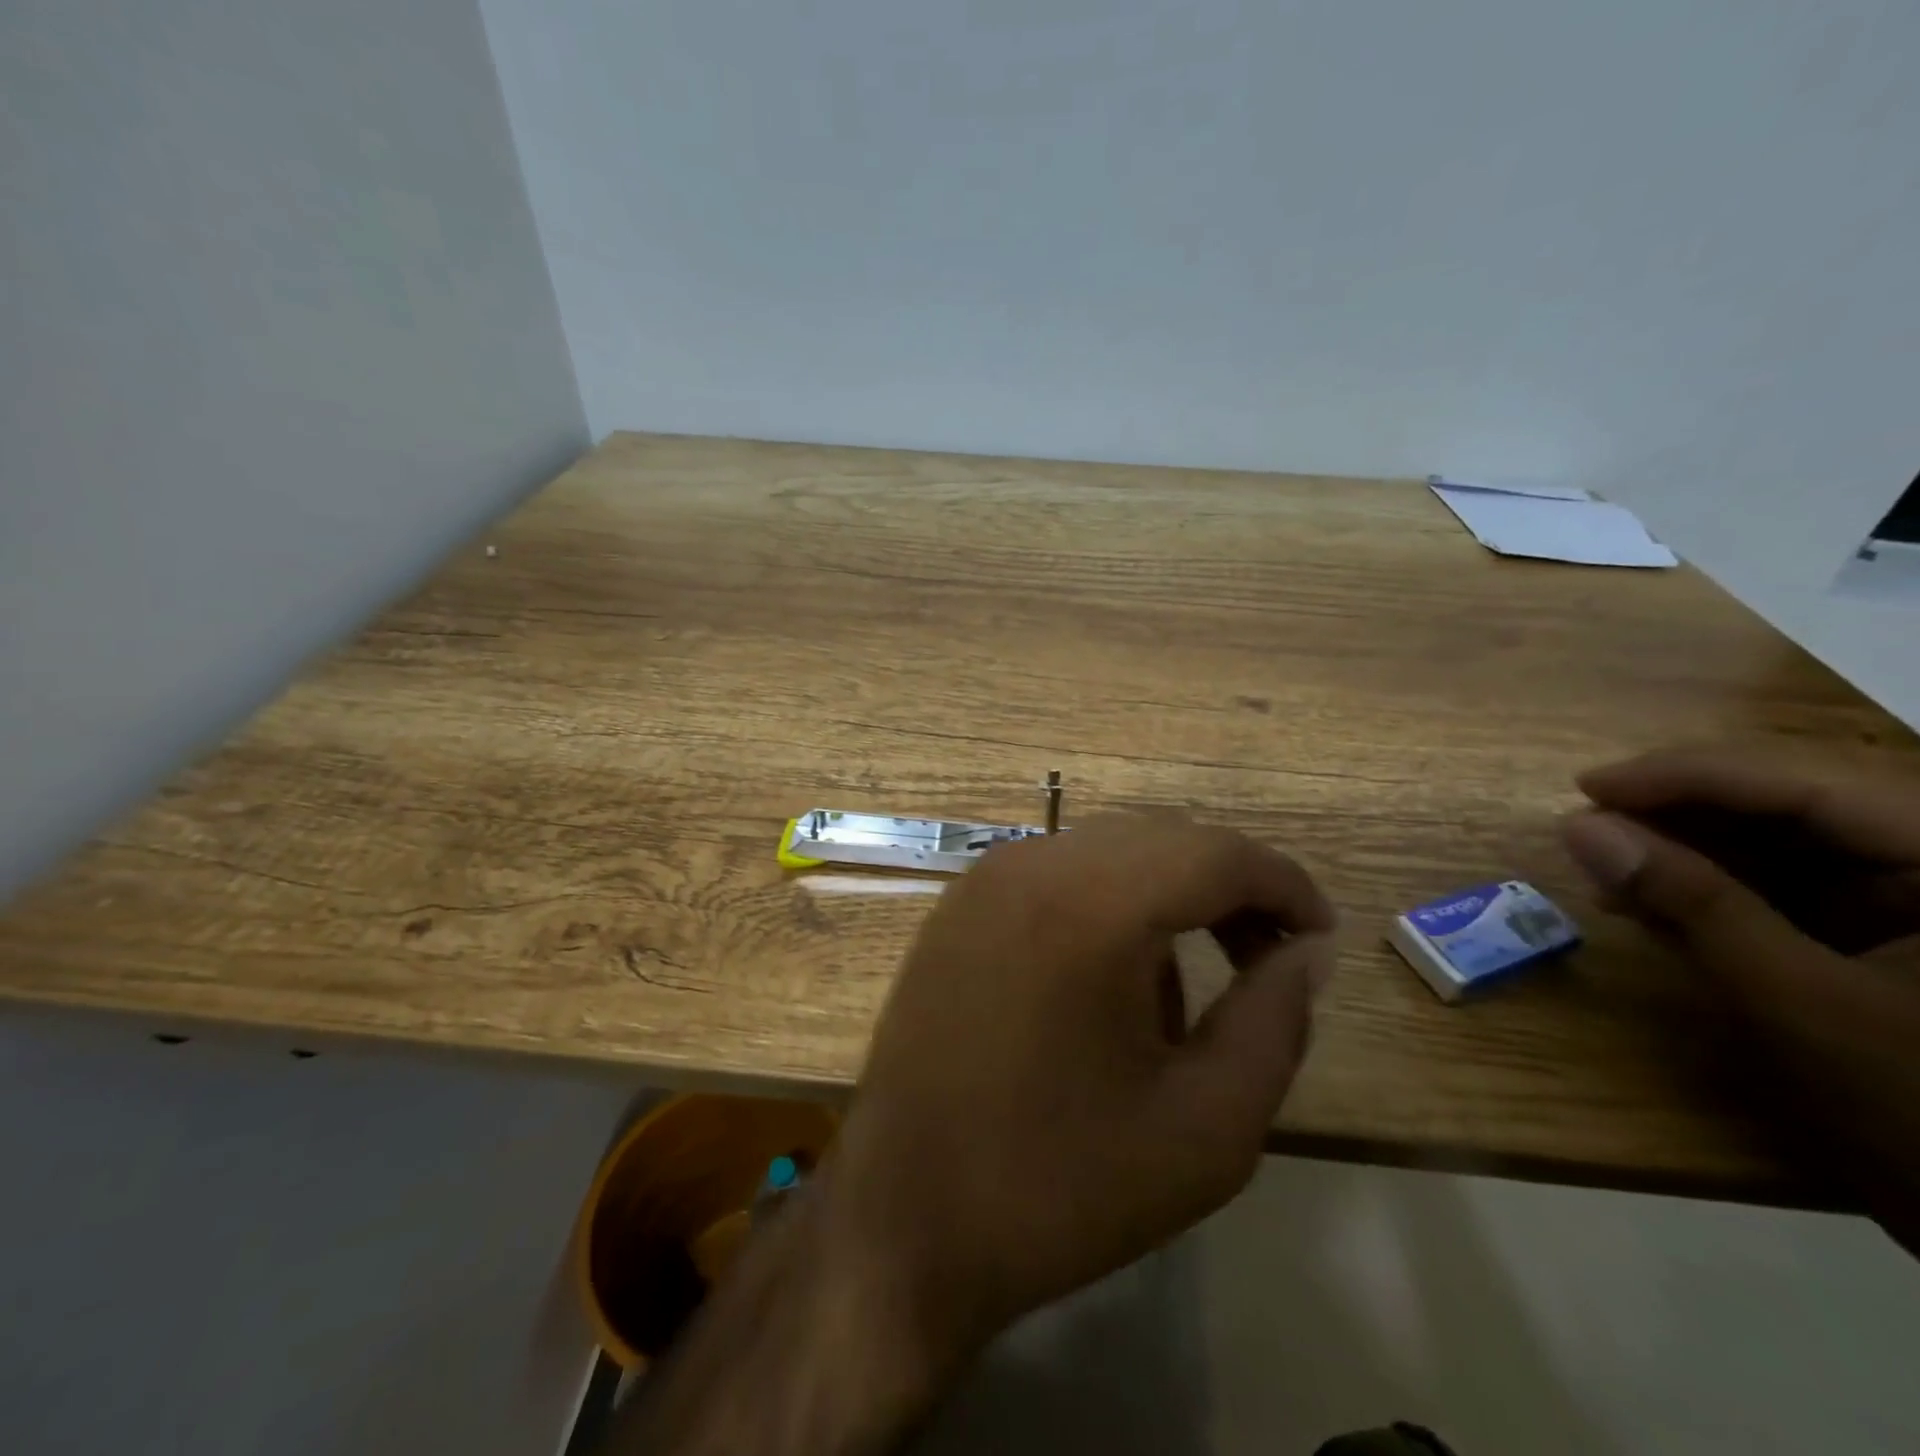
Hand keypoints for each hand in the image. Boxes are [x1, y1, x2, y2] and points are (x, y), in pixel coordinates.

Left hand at [822, 812, 1337, 1365]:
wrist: (904, 1217)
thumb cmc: (1060, 1186)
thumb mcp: (1206, 1127)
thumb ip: (1275, 1022)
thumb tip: (1306, 951)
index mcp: (1089, 905)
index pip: (1214, 852)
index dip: (1282, 884)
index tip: (1320, 939)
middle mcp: (1030, 866)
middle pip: (1160, 840)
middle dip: (1229, 887)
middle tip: (1270, 959)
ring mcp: (983, 880)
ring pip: (1108, 852)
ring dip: (1168, 894)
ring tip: (1196, 981)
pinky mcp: (958, 907)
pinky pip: (1057, 875)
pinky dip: (1108, 902)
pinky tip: (1114, 978)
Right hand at [1560, 748, 1919, 1246]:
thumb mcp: (1796, 998)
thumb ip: (1688, 901)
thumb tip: (1580, 827)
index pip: (1807, 788)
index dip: (1685, 777)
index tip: (1585, 786)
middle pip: (1794, 811)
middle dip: (1679, 818)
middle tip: (1587, 831)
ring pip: (1786, 850)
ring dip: (1687, 858)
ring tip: (1607, 874)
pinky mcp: (1904, 943)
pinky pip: (1794, 895)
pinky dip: (1715, 898)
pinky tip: (1651, 909)